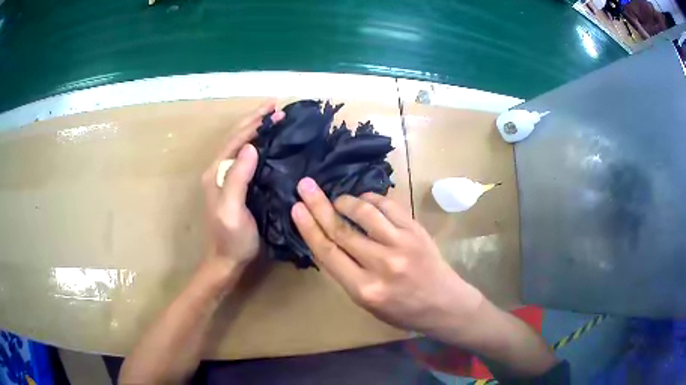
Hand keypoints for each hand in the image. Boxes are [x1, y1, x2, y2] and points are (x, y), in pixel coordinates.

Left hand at [201, 103, 284, 266]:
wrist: (226, 261)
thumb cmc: (231, 239)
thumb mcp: (232, 210)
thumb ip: (237, 178)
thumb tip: (252, 147)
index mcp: (217, 173)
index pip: (236, 140)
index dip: (254, 123)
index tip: (275, 111)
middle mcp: (219, 171)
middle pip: (236, 138)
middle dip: (255, 121)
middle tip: (276, 109)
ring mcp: (225, 178)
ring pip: (241, 146)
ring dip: (256, 130)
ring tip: (273, 119)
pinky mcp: (235, 186)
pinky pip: (246, 158)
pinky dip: (258, 145)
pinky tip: (269, 144)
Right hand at [290, 177, 484, 339]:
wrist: (444, 304)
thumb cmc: (402, 310)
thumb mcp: (366, 302)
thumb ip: (346, 273)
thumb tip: (329, 240)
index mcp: (364, 289)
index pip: (328, 253)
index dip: (309, 227)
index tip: (296, 207)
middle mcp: (381, 264)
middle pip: (341, 229)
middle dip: (318, 204)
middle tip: (305, 185)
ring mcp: (402, 244)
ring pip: (365, 213)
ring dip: (345, 201)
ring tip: (338, 200)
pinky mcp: (416, 230)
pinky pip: (389, 206)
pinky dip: (372, 199)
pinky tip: (365, 201)